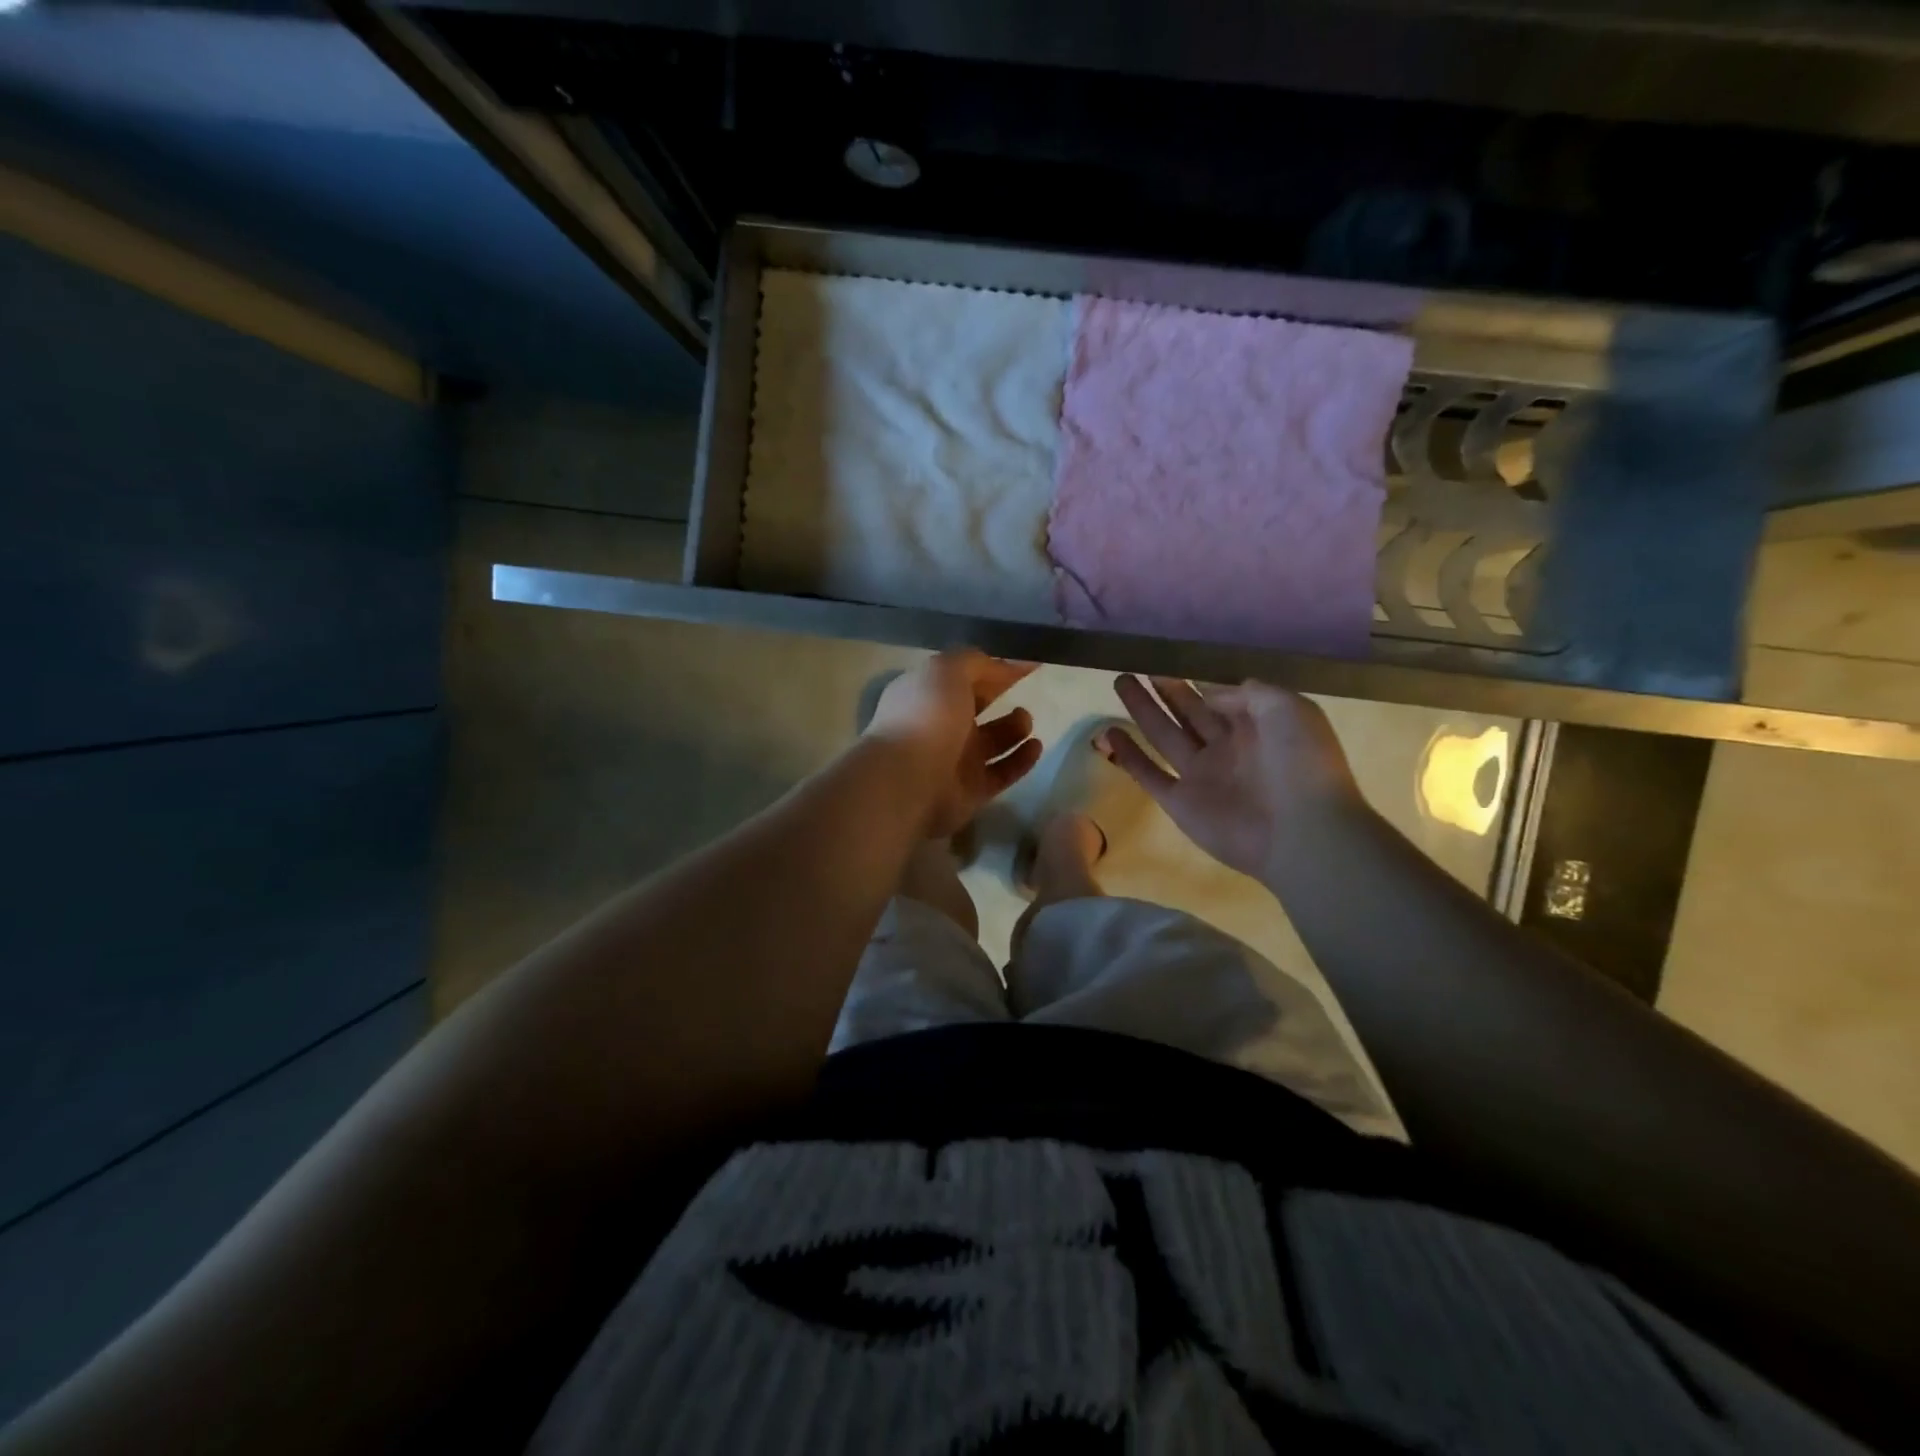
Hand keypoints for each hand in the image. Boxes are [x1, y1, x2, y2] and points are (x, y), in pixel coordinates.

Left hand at [864, 650, 1042, 838]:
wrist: (908, 781)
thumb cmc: (926, 717)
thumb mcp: (946, 671)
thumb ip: (974, 662)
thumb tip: (999, 665)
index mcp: (927, 694)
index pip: (964, 676)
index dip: (994, 667)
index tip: (1028, 663)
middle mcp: (940, 726)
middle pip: (976, 707)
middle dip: (999, 696)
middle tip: (1027, 689)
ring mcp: (955, 761)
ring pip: (992, 741)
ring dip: (1013, 728)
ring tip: (1026, 721)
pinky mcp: (971, 791)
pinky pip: (1002, 772)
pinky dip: (1020, 760)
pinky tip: (1036, 746)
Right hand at [1104, 676, 1367, 878]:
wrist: (1302, 832)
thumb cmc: (1301, 764)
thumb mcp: (1288, 709)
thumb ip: (1248, 693)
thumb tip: (1211, 692)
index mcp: (1258, 727)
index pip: (1221, 697)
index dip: (1197, 679)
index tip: (1171, 659)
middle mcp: (1227, 748)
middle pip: (1190, 712)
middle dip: (1167, 690)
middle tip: (1140, 667)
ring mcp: (1202, 776)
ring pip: (1165, 735)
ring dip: (1143, 710)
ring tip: (1121, 682)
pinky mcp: (1180, 803)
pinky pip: (1148, 774)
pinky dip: (1128, 755)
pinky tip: (1108, 732)